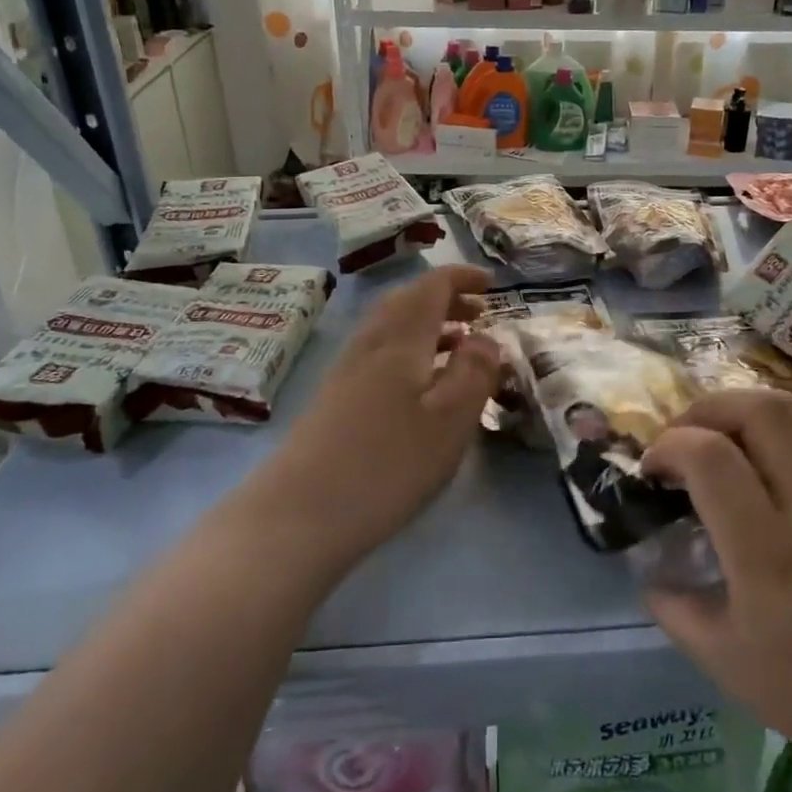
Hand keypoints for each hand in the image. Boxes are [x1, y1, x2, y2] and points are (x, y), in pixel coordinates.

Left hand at [251, 265, 500, 573]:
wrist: (300, 513)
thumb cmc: (388, 463)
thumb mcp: (450, 420)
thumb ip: (475, 373)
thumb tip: (486, 337)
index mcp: (400, 338)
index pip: (432, 286)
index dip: (462, 278)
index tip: (491, 285)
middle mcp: (370, 344)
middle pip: (407, 301)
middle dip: (445, 299)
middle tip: (479, 313)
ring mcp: (347, 371)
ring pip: (391, 328)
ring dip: (428, 325)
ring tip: (459, 345)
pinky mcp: (335, 399)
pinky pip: (380, 354)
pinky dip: (410, 351)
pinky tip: (421, 385)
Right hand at [641, 389, 791, 791]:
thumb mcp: (723, 663)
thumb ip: (673, 606)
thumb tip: (647, 565)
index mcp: (769, 558)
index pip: (712, 458)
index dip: (670, 446)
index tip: (653, 469)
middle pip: (761, 412)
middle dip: (707, 409)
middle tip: (685, 436)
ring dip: (747, 408)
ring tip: (724, 435)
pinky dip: (784, 429)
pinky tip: (768, 460)